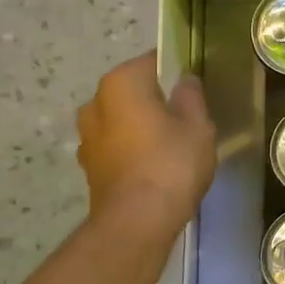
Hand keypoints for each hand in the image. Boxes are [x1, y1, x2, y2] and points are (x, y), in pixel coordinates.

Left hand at [77, 51, 215, 238]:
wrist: (136, 222)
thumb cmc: (171, 162)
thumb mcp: (198, 124)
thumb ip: (191, 95)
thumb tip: (184, 80)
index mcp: (121, 83)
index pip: (153, 62)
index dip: (176, 72)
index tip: (193, 88)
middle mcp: (95, 102)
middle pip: (133, 91)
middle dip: (155, 100)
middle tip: (186, 118)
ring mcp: (87, 136)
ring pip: (122, 119)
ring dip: (140, 126)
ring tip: (170, 145)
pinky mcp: (88, 166)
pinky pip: (116, 145)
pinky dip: (132, 149)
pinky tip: (154, 165)